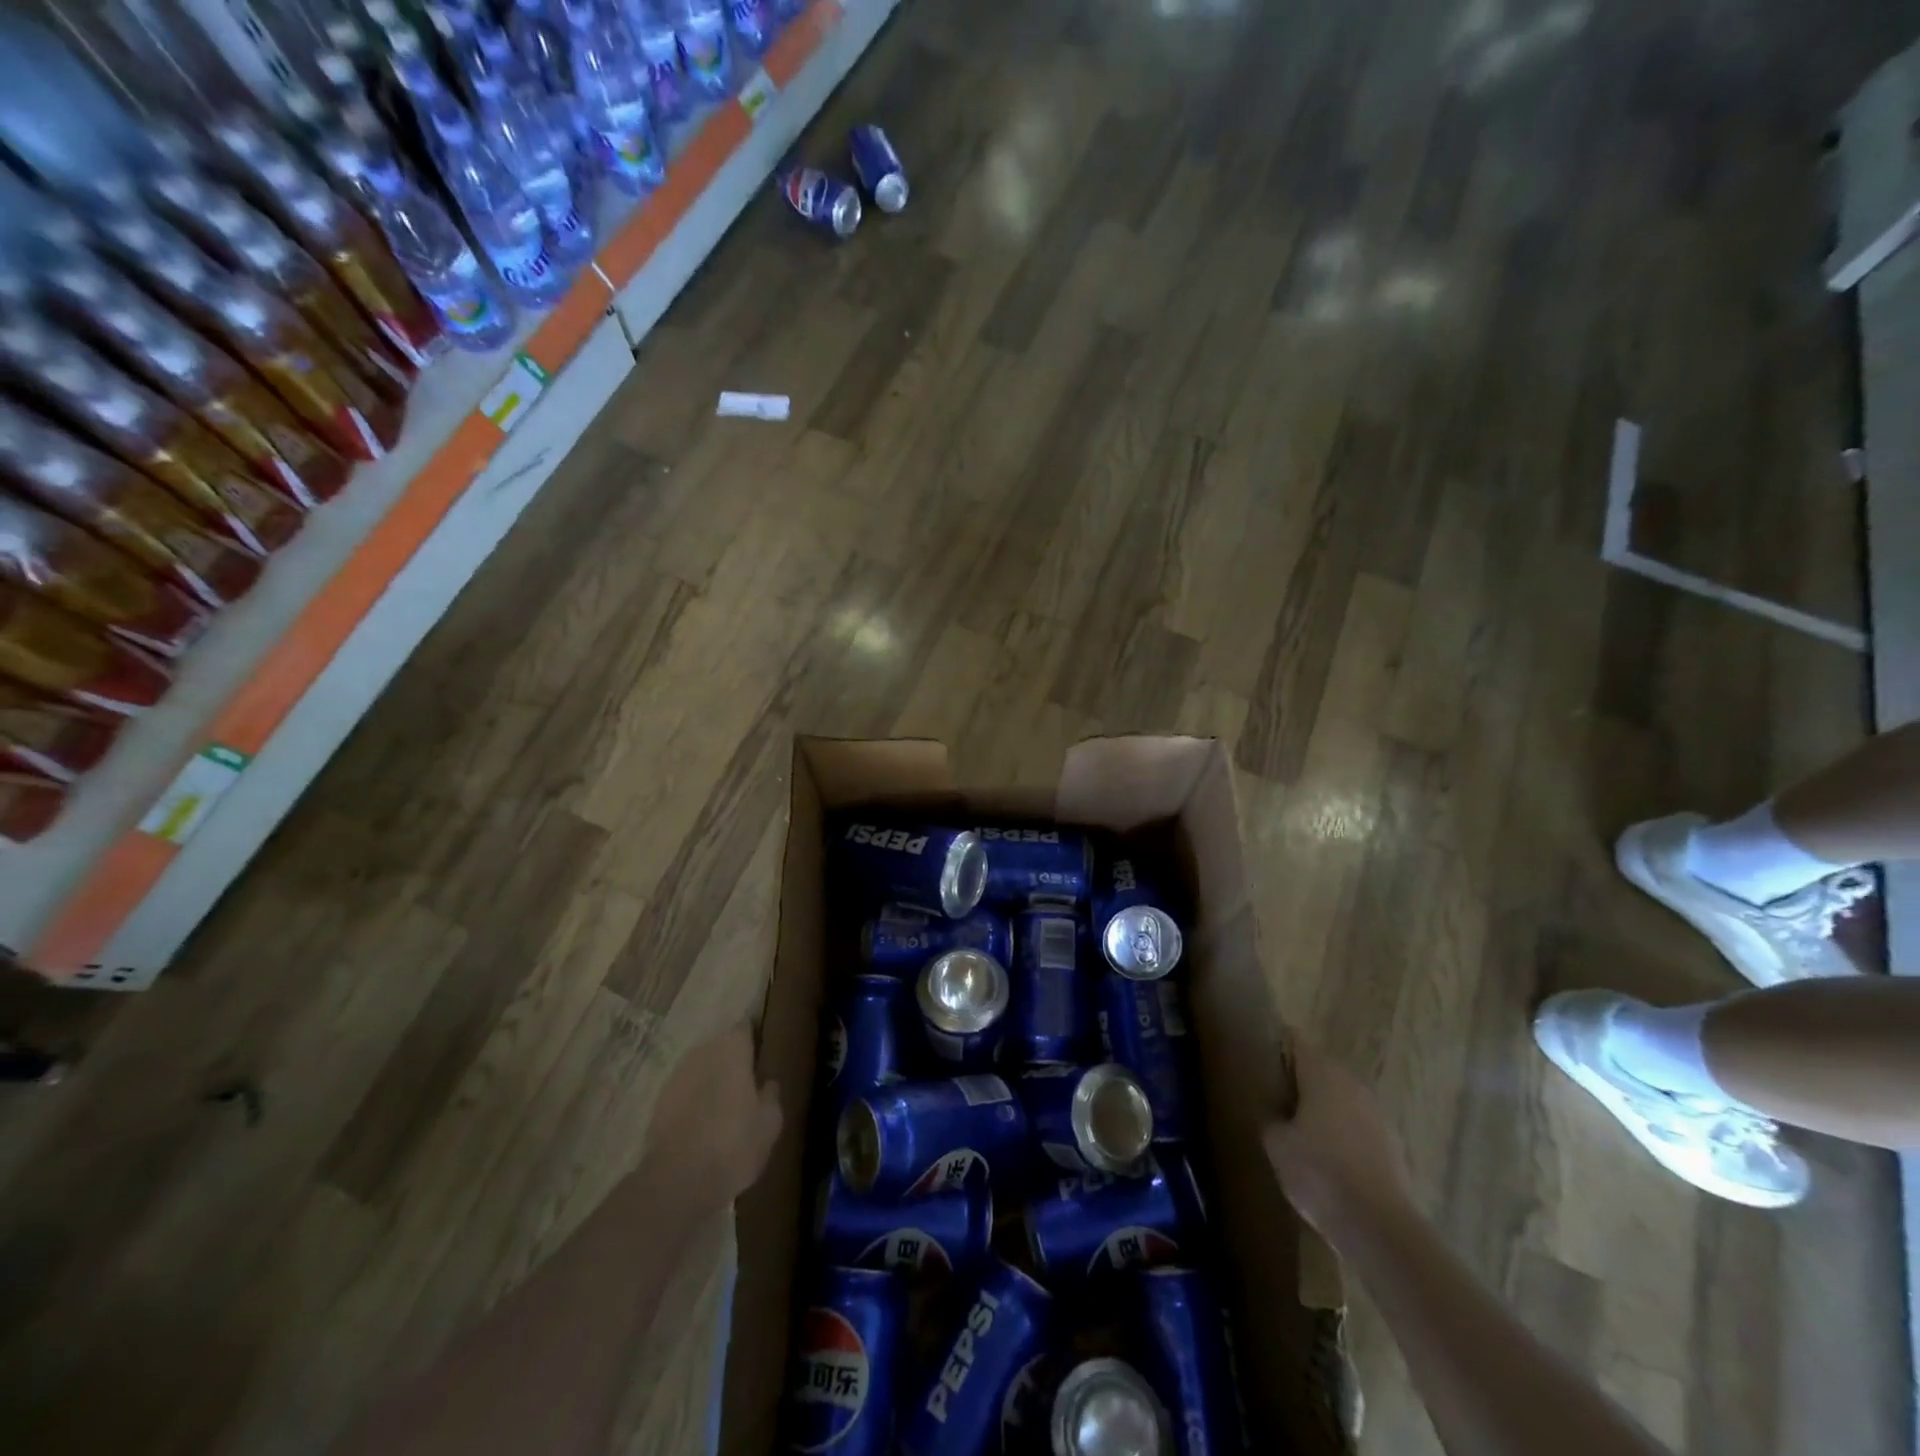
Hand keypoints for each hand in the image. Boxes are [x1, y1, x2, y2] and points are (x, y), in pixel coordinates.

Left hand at [646, 1021, 782, 1216]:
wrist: (677, 1182)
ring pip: (699, 1070)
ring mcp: (676, 1077)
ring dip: (709, 1080)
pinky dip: (692, 1101)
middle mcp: (702, 1052)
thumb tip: (767, 1083)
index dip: (753, 1039)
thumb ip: (770, 1095)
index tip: (761, 1053)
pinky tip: (701, 1124)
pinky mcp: (657, 1104)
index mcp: (732, 1049)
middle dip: (730, 1060)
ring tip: (723, 1106)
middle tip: (745, 1083)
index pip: (745, 1028)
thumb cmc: (734, 1144)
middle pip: (719, 1047)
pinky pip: (683, 1093)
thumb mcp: (769, 1123)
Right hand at [1262, 1036, 1414, 1254]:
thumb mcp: (1276, 1144)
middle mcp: (1353, 1084)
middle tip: (1274, 1095)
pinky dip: (1342, 1133)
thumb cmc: (1318, 1172)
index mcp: (1323, 1073)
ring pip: (1342, 1098)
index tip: (1260, 1057)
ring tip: (1299, 1127)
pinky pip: (1358, 1126)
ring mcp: (1377, 1115)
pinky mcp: (1392, 1146)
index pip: (1296, 1041)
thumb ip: (1271, 1119)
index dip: (1277, 1045)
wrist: (1378, 1226)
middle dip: (1299, 1078)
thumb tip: (1274, 1115)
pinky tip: (1327, 1157)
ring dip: (1323, 1106)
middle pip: (1321, 1068)